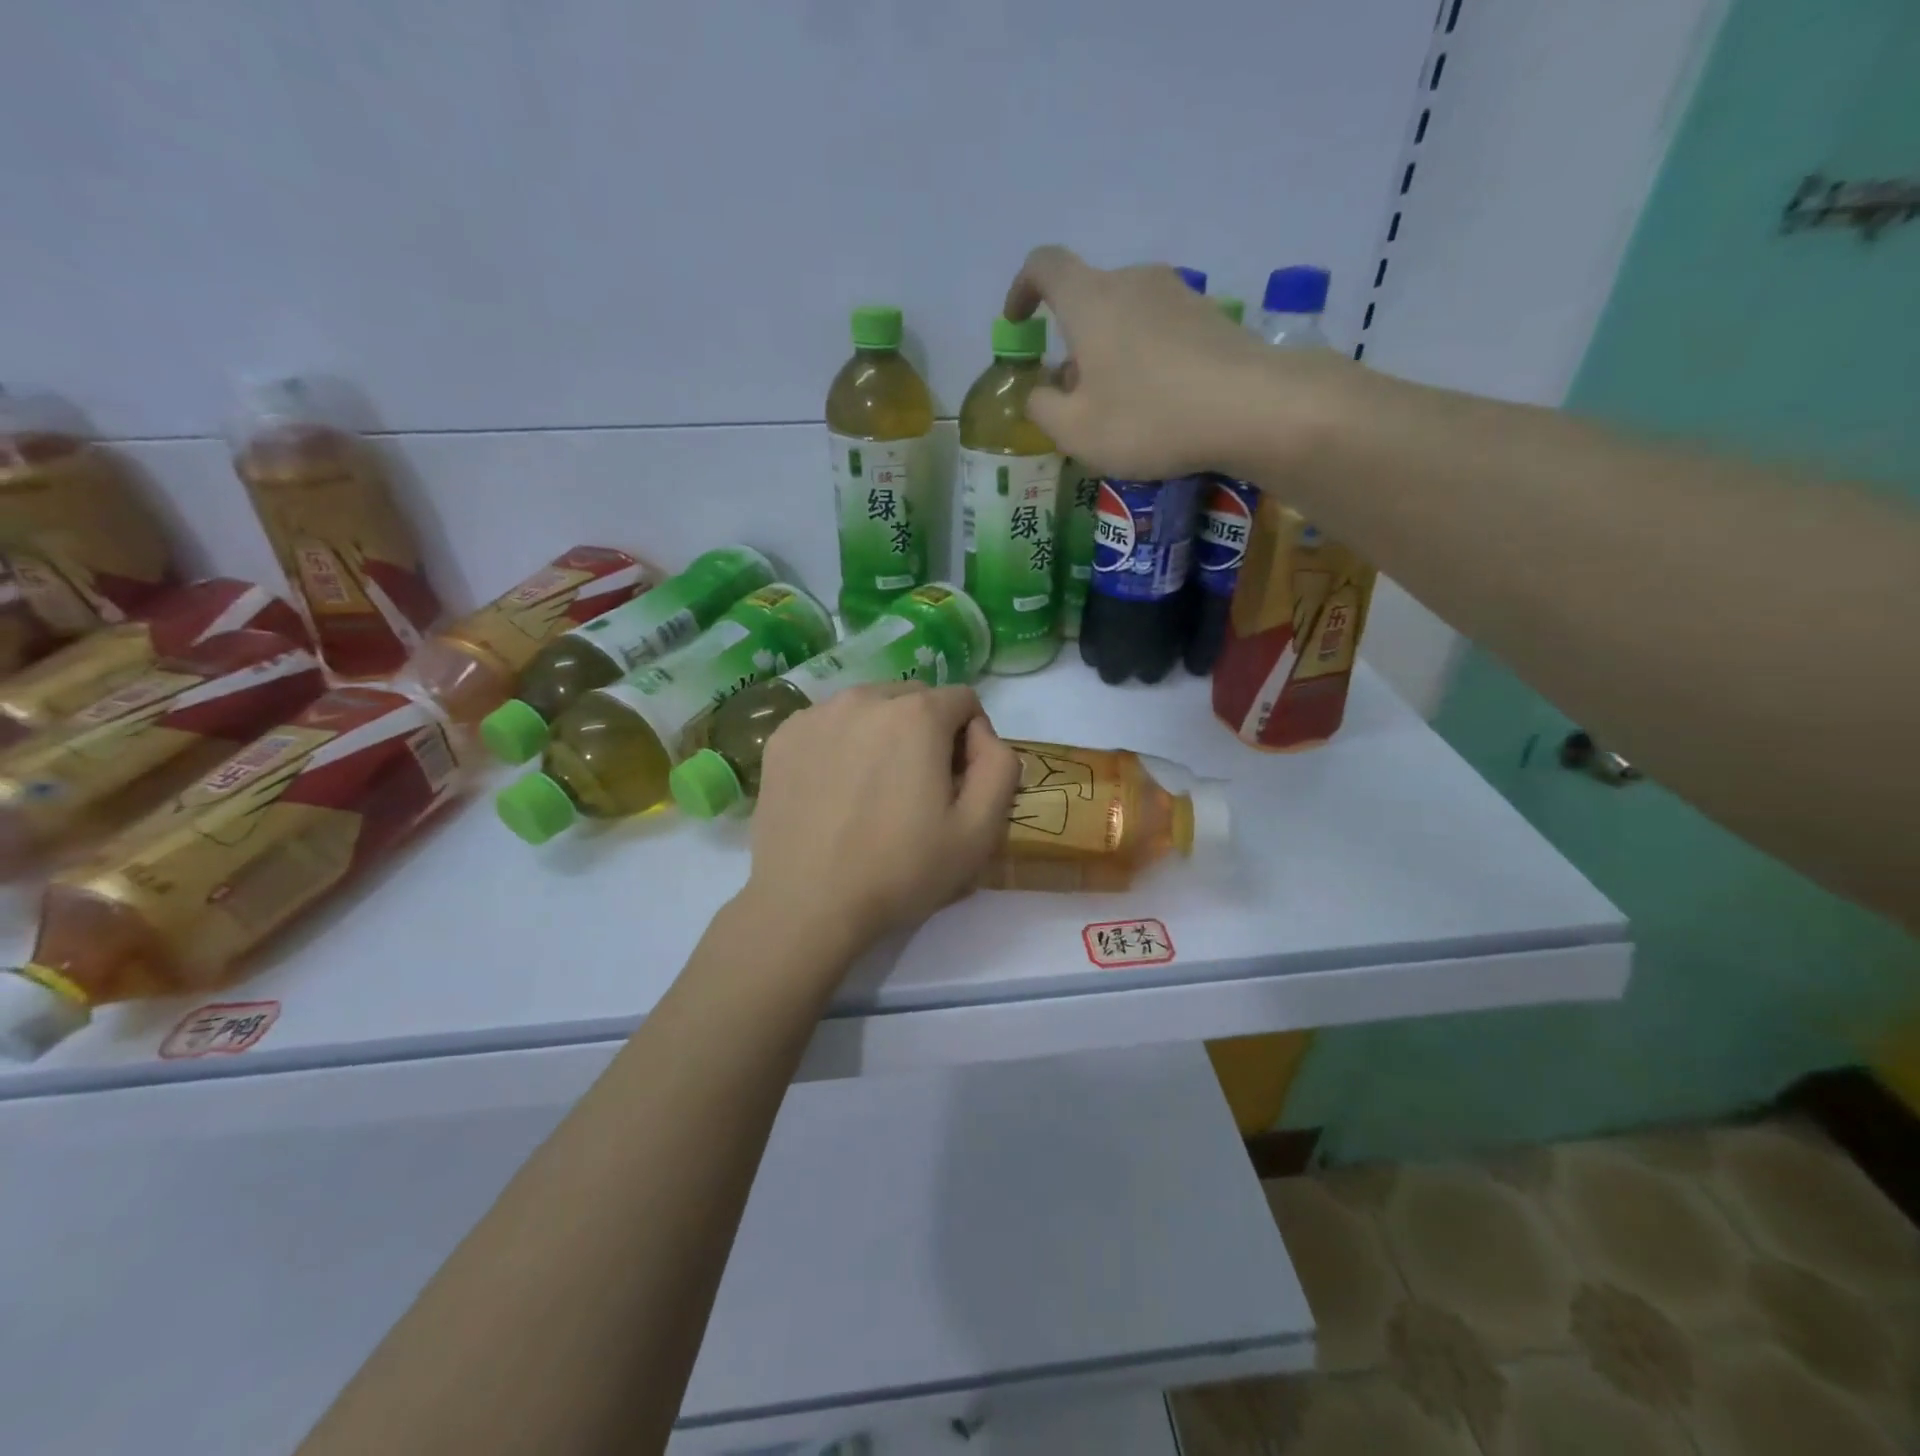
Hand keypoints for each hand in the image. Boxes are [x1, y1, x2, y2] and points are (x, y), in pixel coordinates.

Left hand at [739, 683, 1020, 959]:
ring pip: (869, 707)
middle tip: (917, 789)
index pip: (963, 701)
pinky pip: (829, 724)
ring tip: (872, 790)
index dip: (970, 740)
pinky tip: (835, 792)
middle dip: (927, 732)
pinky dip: (842, 744)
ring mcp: (816, 715)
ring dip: (883, 734)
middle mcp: (864, 697)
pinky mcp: (782, 737)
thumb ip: (999, 765)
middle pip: (915, 699)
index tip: (958, 783)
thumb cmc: (900, 870)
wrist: (807, 905)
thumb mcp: (980, 830)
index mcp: (917, 714)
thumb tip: (980, 734)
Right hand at [1004, 246, 1352, 481]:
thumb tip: (1040, 393)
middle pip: (1089, 299)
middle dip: (1073, 342)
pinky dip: (1146, 359)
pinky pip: (1161, 331)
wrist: (1252, 407)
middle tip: (1074, 396)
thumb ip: (1043, 409)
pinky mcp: (1211, 316)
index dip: (1023, 289)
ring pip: (1126, 317)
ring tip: (1119, 407)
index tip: (1018, 323)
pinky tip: (1159, 404)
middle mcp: (1133, 282)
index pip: (1044, 265)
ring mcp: (1178, 294)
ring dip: (1111, 353)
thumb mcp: (1076, 431)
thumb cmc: (1148, 417)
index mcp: (1091, 299)